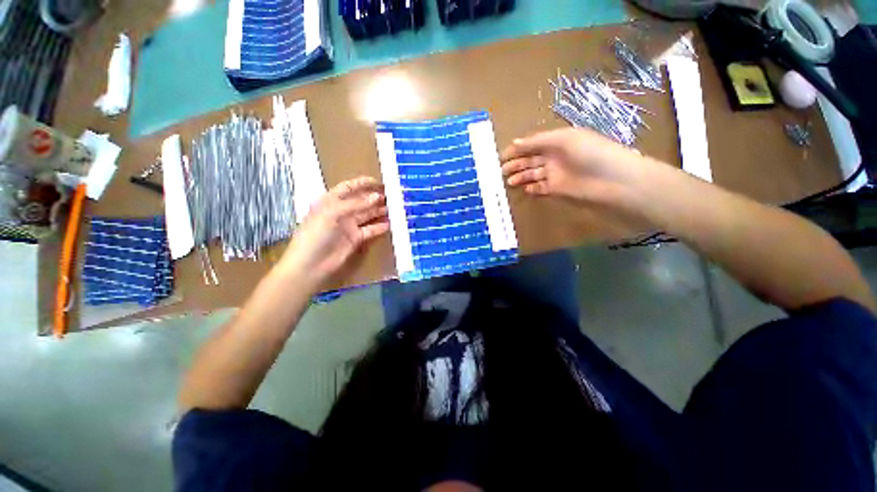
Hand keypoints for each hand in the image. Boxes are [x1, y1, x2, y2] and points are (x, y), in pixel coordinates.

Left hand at [279, 177, 388, 288]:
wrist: (311, 264)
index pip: (348, 187)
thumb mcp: (332, 214)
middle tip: (392, 196)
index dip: (362, 183)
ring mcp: (349, 225)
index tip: (379, 182)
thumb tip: (377, 197)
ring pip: (368, 215)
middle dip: (375, 198)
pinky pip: (370, 230)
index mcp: (331, 201)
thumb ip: (356, 204)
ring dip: (380, 211)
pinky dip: (380, 227)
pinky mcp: (356, 238)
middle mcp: (341, 211)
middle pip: (361, 201)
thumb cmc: (316, 234)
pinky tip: (390, 224)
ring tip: (395, 208)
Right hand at [500, 128, 645, 205]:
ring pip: (532, 174)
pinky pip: (540, 188)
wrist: (612, 180)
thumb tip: (514, 142)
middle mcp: (554, 156)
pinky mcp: (557, 189)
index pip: (532, 144)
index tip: (502, 156)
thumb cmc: (590, 152)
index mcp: (556, 141)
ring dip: (520, 177)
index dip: (517, 149)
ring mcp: (555, 174)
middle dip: (515, 164)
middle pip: (530, 160)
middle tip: (501, 170)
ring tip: (508, 181)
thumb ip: (538, 141)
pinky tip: (525, 189)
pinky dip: (532, 188)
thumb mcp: (564, 139)